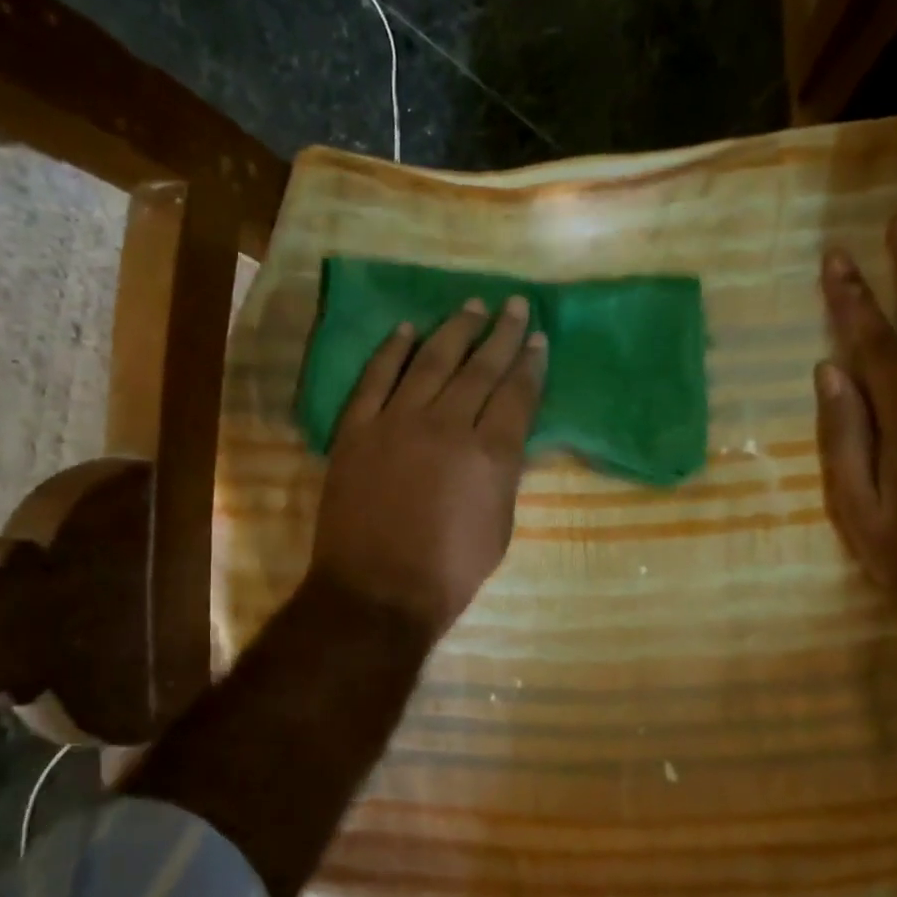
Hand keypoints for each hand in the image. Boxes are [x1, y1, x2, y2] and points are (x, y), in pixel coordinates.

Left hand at [310, 295, 546, 639]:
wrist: (377, 592)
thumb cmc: (449, 572)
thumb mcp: (500, 527)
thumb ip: (504, 474)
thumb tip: (505, 438)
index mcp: (490, 454)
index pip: (517, 394)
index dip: (531, 363)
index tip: (538, 337)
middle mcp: (447, 426)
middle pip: (480, 367)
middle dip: (501, 333)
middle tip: (515, 304)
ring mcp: (397, 422)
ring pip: (431, 361)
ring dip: (454, 329)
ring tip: (471, 305)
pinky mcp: (358, 430)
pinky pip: (376, 378)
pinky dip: (391, 351)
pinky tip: (406, 329)